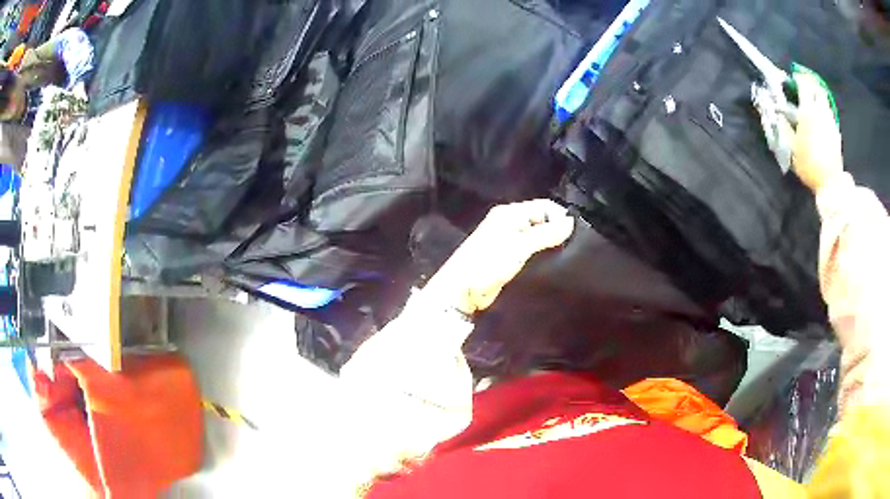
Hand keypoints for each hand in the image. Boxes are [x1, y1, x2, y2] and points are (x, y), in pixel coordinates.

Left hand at [424, 199, 574, 314]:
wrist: (462, 290)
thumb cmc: (488, 263)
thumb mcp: (520, 246)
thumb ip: (546, 234)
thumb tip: (571, 223)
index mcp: (510, 213)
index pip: (544, 206)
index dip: (561, 218)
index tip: (574, 235)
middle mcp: (511, 223)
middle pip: (542, 221)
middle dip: (557, 232)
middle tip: (573, 248)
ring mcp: (509, 241)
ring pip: (538, 237)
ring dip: (550, 245)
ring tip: (566, 257)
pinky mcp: (510, 258)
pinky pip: (532, 252)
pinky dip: (542, 255)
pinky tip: (553, 264)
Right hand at [790, 72, 845, 192]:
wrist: (831, 184)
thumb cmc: (809, 165)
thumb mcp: (791, 148)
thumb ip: (783, 126)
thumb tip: (775, 112)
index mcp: (808, 111)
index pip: (804, 84)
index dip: (797, 78)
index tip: (792, 79)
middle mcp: (821, 112)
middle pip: (817, 89)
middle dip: (809, 84)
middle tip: (802, 87)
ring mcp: (831, 122)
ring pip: (824, 100)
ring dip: (817, 97)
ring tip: (811, 102)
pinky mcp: (836, 133)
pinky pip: (829, 114)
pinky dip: (823, 110)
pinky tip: (819, 120)